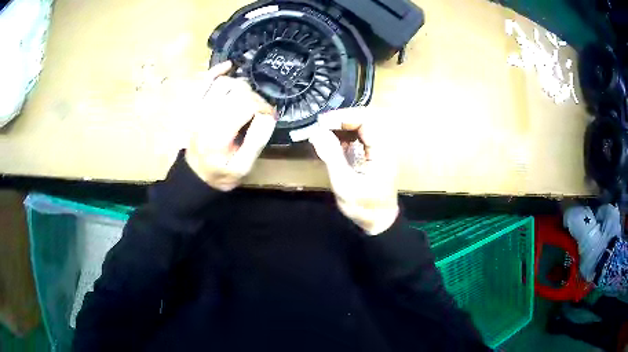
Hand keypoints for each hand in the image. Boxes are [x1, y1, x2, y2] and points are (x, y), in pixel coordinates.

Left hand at [185, 61, 275, 190]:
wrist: (196, 175)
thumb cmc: (221, 174)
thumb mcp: (243, 167)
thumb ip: (257, 141)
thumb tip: (268, 116)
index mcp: (219, 134)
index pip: (247, 104)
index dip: (263, 107)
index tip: (269, 117)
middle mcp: (206, 116)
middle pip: (237, 90)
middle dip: (254, 97)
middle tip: (259, 110)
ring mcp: (199, 109)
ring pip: (223, 82)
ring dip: (240, 86)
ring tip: (247, 98)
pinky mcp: (196, 105)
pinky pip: (204, 81)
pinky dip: (217, 71)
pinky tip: (229, 67)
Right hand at [309, 107, 398, 234]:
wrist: (379, 223)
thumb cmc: (363, 207)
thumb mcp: (344, 184)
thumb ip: (332, 156)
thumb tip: (317, 132)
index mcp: (381, 151)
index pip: (366, 121)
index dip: (344, 117)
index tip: (323, 122)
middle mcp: (383, 146)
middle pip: (364, 120)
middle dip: (341, 120)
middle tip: (321, 125)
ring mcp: (379, 150)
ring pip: (361, 128)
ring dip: (342, 127)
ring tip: (323, 132)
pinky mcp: (373, 156)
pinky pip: (360, 138)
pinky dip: (345, 137)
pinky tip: (333, 143)